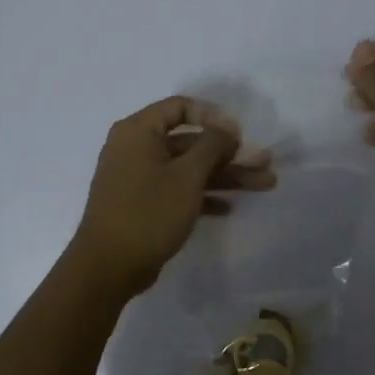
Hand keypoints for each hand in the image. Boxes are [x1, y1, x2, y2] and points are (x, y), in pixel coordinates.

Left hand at [67, 95, 276, 296]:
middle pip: (190, 142)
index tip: (239, 135)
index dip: (213, 116)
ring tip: (264, 184)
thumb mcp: (187, 175)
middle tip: (265, 164)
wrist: (108, 267)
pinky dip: (202, 196)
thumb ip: (212, 145)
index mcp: (139, 131)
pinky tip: (229, 208)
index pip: (180, 107)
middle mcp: (136, 148)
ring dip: (225, 176)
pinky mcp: (143, 205)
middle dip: (230, 154)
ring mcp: (138, 178)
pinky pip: (178, 190)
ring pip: (188, 169)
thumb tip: (227, 127)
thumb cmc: (148, 212)